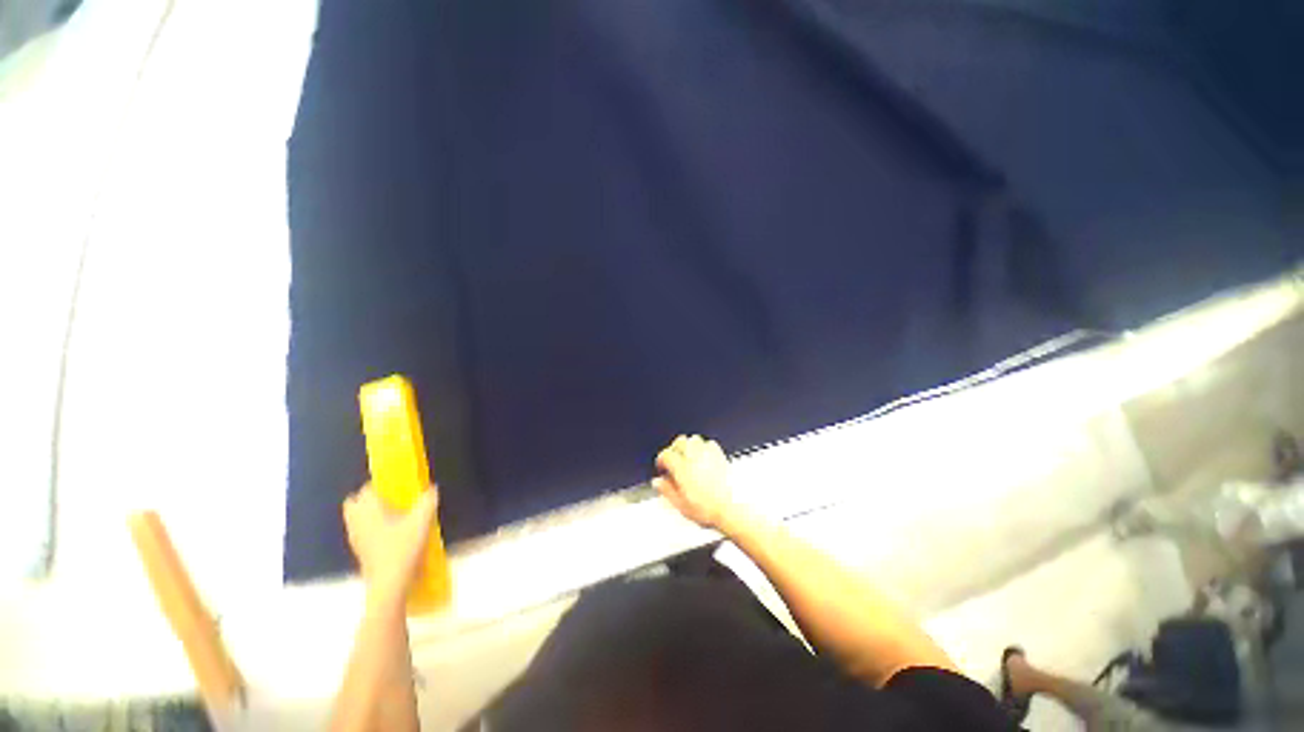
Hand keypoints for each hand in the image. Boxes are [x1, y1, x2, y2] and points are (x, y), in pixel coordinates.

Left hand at [342, 485, 438, 597]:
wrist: (389, 585)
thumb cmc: (403, 549)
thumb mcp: (422, 522)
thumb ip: (428, 501)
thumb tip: (432, 488)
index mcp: (369, 510)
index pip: (367, 489)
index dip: (381, 484)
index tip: (397, 485)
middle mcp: (357, 521)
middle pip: (354, 502)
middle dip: (368, 498)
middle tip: (391, 499)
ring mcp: (355, 537)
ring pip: (355, 517)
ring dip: (368, 513)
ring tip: (392, 515)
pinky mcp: (359, 551)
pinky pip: (360, 531)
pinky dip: (369, 528)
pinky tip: (389, 533)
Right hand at [654, 435, 736, 529]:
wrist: (733, 508)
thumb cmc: (709, 508)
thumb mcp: (681, 505)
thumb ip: (667, 490)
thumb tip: (658, 483)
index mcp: (681, 467)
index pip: (666, 455)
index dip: (661, 460)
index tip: (661, 467)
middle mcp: (694, 457)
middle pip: (680, 441)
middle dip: (674, 448)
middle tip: (673, 460)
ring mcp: (709, 454)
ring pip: (694, 439)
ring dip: (689, 445)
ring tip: (687, 456)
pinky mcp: (721, 456)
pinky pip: (710, 444)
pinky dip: (704, 447)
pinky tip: (703, 457)